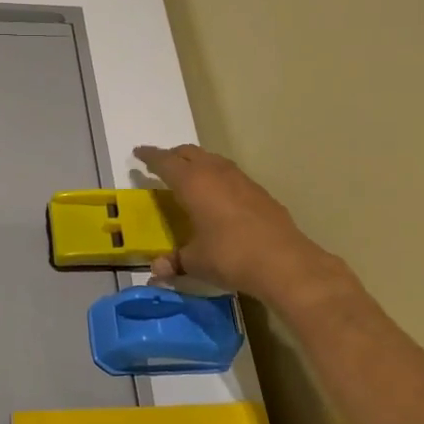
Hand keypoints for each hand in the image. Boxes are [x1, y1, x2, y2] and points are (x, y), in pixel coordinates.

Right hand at [134, 143, 347, 306]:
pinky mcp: (261, 192)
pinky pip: (231, 175)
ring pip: (214, 160)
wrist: (284, 262)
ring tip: (191, 175)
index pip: (165, 162)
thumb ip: (175, 261)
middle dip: (174, 155)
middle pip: (190, 153)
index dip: (150, 156)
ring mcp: (242, 180)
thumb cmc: (230, 256)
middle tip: (163, 164)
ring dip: (199, 163)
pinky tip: (220, 194)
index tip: (139, 152)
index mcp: (193, 183)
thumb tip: (157, 270)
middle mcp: (216, 173)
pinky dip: (218, 177)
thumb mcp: (196, 262)